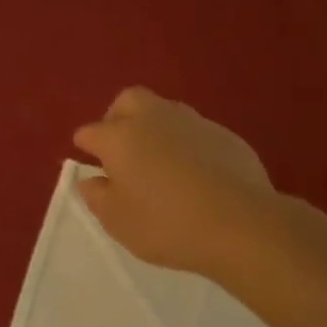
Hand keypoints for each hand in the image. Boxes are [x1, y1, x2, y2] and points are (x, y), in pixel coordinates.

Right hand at [72, 87, 274, 276]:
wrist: (240, 224)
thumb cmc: (165, 225)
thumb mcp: (118, 221)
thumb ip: (97, 197)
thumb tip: (91, 180)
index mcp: (119, 136)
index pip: (90, 133)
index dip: (86, 148)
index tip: (92, 166)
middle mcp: (153, 118)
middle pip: (128, 101)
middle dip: (118, 119)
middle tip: (122, 151)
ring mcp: (193, 122)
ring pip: (165, 112)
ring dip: (155, 129)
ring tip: (160, 164)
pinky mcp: (226, 135)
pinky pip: (195, 132)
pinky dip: (187, 145)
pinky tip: (195, 174)